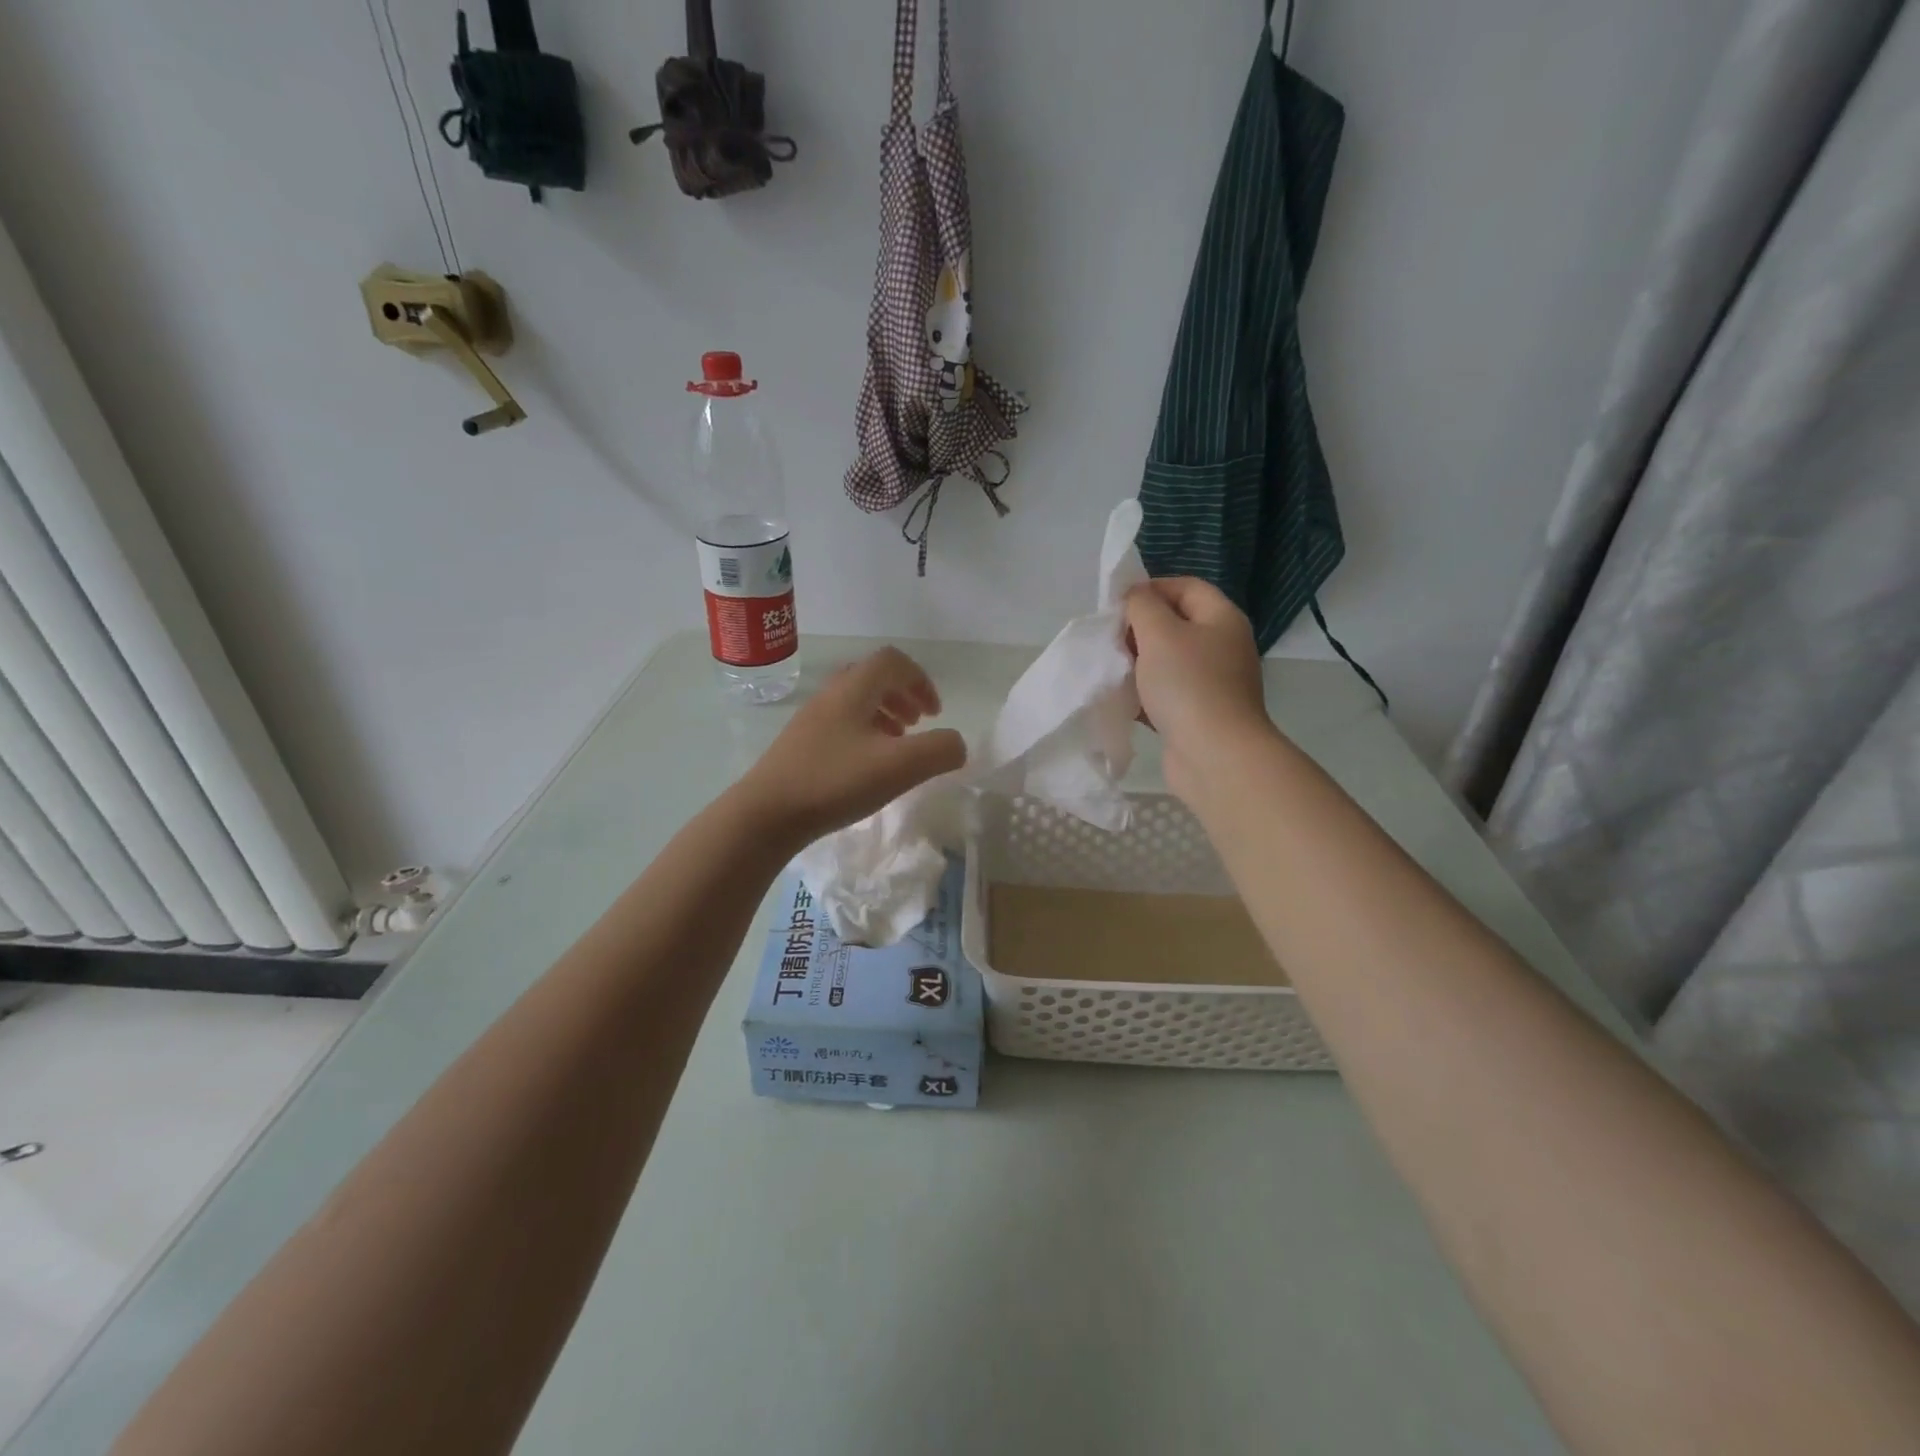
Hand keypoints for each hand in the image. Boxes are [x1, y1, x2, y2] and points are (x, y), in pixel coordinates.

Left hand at [738, 647, 967, 845]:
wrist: (765, 814)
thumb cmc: (835, 782)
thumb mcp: (900, 767)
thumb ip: (940, 750)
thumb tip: (957, 744)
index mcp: (854, 689)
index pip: (893, 661)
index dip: (920, 680)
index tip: (935, 713)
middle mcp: (831, 695)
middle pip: (873, 678)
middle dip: (903, 696)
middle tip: (919, 724)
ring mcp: (811, 720)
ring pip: (855, 703)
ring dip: (884, 716)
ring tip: (897, 745)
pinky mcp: (799, 745)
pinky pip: (840, 725)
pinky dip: (863, 735)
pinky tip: (866, 767)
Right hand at [1125, 578, 1275, 804]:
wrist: (1214, 755)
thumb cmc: (1187, 685)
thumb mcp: (1158, 633)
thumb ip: (1141, 606)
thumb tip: (1135, 597)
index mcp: (1222, 619)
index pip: (1186, 587)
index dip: (1150, 589)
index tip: (1116, 606)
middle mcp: (1223, 646)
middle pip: (1176, 624)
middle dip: (1140, 629)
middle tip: (1111, 640)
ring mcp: (1213, 683)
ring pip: (1169, 662)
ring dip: (1139, 664)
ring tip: (1113, 670)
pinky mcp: (1199, 714)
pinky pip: (1167, 694)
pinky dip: (1145, 695)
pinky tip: (1123, 701)